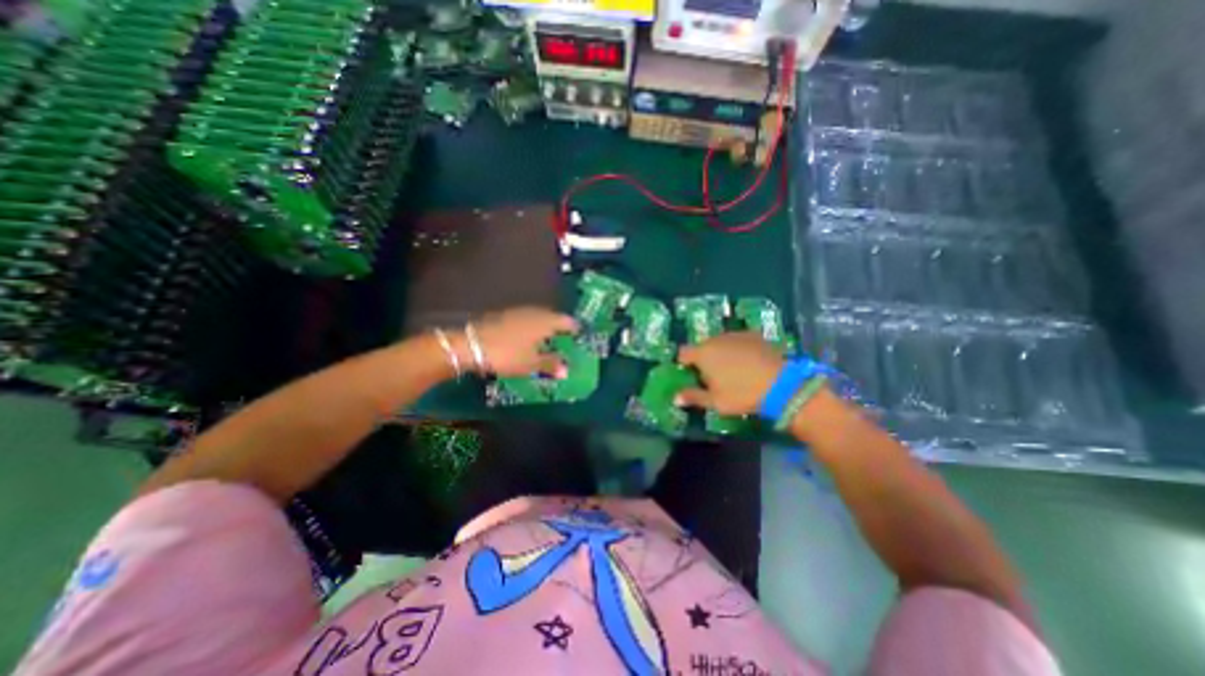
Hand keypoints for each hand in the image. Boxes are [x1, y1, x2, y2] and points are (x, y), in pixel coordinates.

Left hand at [461, 305, 575, 373]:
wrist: (470, 345)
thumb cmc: (507, 354)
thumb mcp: (531, 364)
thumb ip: (550, 365)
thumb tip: (567, 371)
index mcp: (545, 322)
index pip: (565, 321)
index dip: (573, 327)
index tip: (579, 333)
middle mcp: (534, 313)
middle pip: (552, 316)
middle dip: (559, 325)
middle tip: (565, 335)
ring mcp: (517, 312)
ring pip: (537, 316)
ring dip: (544, 324)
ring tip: (548, 336)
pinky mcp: (504, 315)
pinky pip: (525, 318)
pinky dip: (531, 325)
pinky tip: (527, 335)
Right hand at [678, 331, 782, 413]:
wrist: (781, 383)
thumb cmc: (741, 394)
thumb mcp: (715, 401)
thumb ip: (693, 397)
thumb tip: (675, 398)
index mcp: (702, 353)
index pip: (683, 353)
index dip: (684, 363)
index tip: (691, 375)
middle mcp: (715, 339)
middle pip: (702, 347)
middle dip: (704, 359)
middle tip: (713, 376)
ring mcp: (736, 335)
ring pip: (721, 343)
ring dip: (721, 353)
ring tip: (733, 370)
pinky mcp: (754, 335)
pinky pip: (738, 341)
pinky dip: (739, 349)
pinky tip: (749, 363)